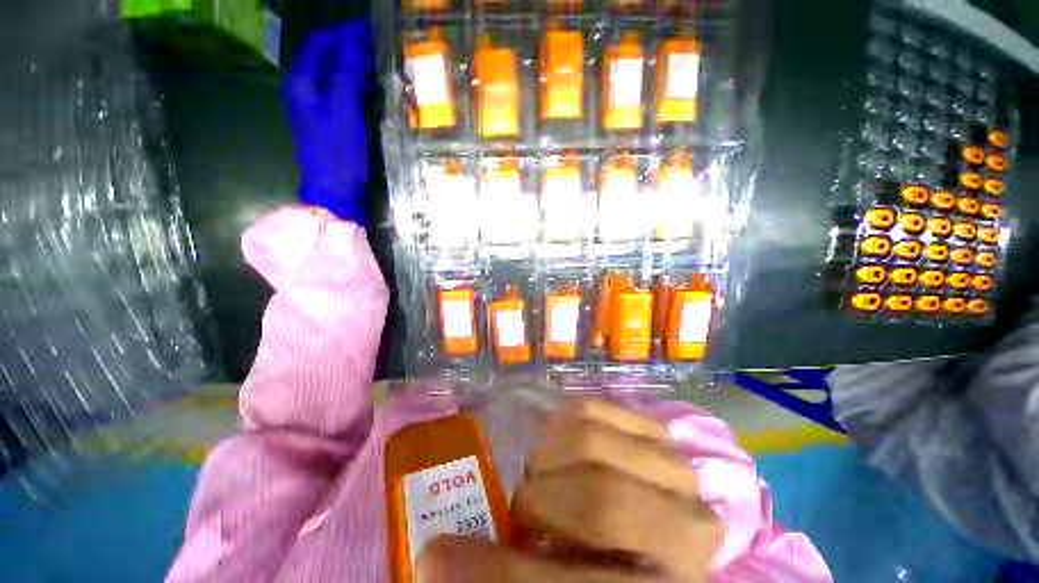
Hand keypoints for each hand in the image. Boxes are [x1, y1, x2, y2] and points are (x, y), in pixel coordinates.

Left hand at [285, 21, 374, 224]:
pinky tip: (369, 88)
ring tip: (377, 64)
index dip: (343, 32)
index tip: (370, 30)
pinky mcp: (325, 121)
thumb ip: (347, 74)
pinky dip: (353, 84)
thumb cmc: (339, 152)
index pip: (320, 42)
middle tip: (377, 46)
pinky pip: (338, 92)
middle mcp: (303, 88)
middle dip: (348, 46)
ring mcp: (313, 106)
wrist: (334, 191)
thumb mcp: (344, 110)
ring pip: (332, 73)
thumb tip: (354, 42)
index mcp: (302, 81)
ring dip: (352, 64)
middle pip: (324, 55)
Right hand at [418, 400, 722, 581]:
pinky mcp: (655, 428)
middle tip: (522, 512)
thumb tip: (436, 558)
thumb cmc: (609, 563)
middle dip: (538, 503)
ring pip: (589, 439)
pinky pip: (591, 407)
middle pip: (598, 500)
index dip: (499, 576)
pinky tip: (560, 450)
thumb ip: (515, 575)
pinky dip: (560, 423)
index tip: (435, 558)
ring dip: (547, 459)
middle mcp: (689, 530)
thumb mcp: (561, 578)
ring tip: (546, 479)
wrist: (659, 532)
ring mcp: (675, 467)